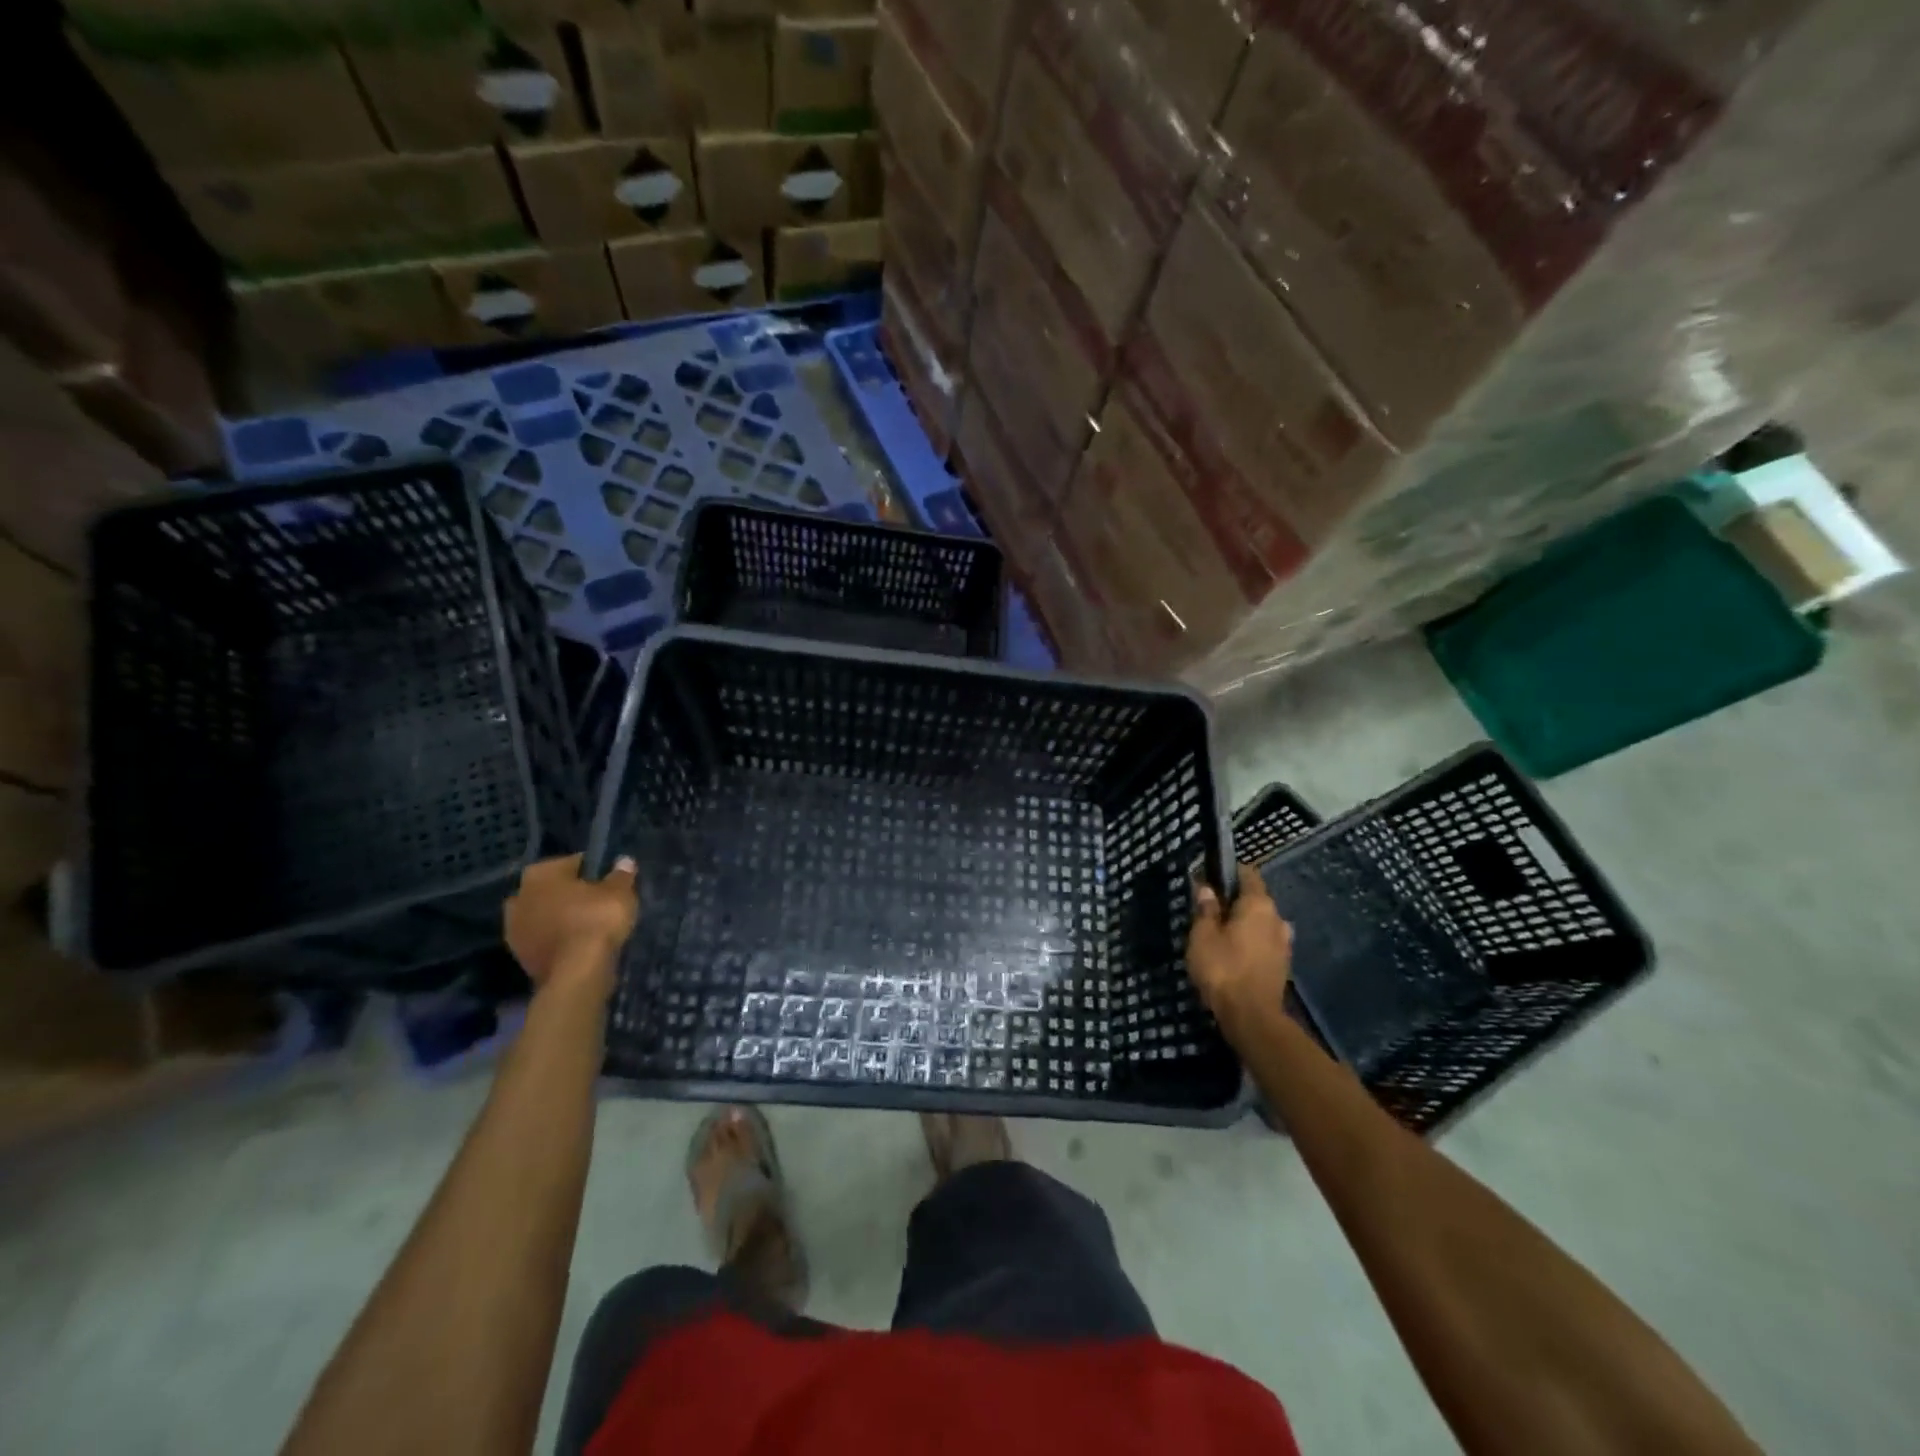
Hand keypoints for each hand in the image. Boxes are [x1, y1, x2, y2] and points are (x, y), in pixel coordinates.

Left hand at [504, 853, 639, 994]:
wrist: (576, 974)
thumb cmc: (596, 921)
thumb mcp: (619, 892)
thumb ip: (621, 874)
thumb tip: (623, 861)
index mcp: (540, 873)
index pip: (573, 863)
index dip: (594, 871)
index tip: (609, 882)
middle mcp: (519, 896)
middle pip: (552, 889)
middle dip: (570, 894)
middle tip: (597, 903)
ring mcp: (513, 929)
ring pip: (544, 915)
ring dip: (560, 918)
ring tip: (588, 926)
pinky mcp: (519, 956)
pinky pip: (543, 938)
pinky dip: (557, 939)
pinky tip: (578, 945)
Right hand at [1187, 861, 1291, 1035]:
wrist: (1252, 1018)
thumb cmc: (1223, 969)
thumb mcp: (1202, 935)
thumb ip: (1205, 909)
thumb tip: (1206, 887)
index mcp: (1259, 904)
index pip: (1248, 874)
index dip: (1228, 872)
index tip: (1208, 877)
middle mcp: (1277, 918)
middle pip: (1255, 899)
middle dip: (1233, 901)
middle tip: (1208, 910)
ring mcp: (1284, 943)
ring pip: (1261, 923)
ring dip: (1243, 924)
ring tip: (1220, 934)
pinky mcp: (1282, 965)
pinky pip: (1264, 942)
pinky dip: (1250, 943)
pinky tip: (1234, 954)